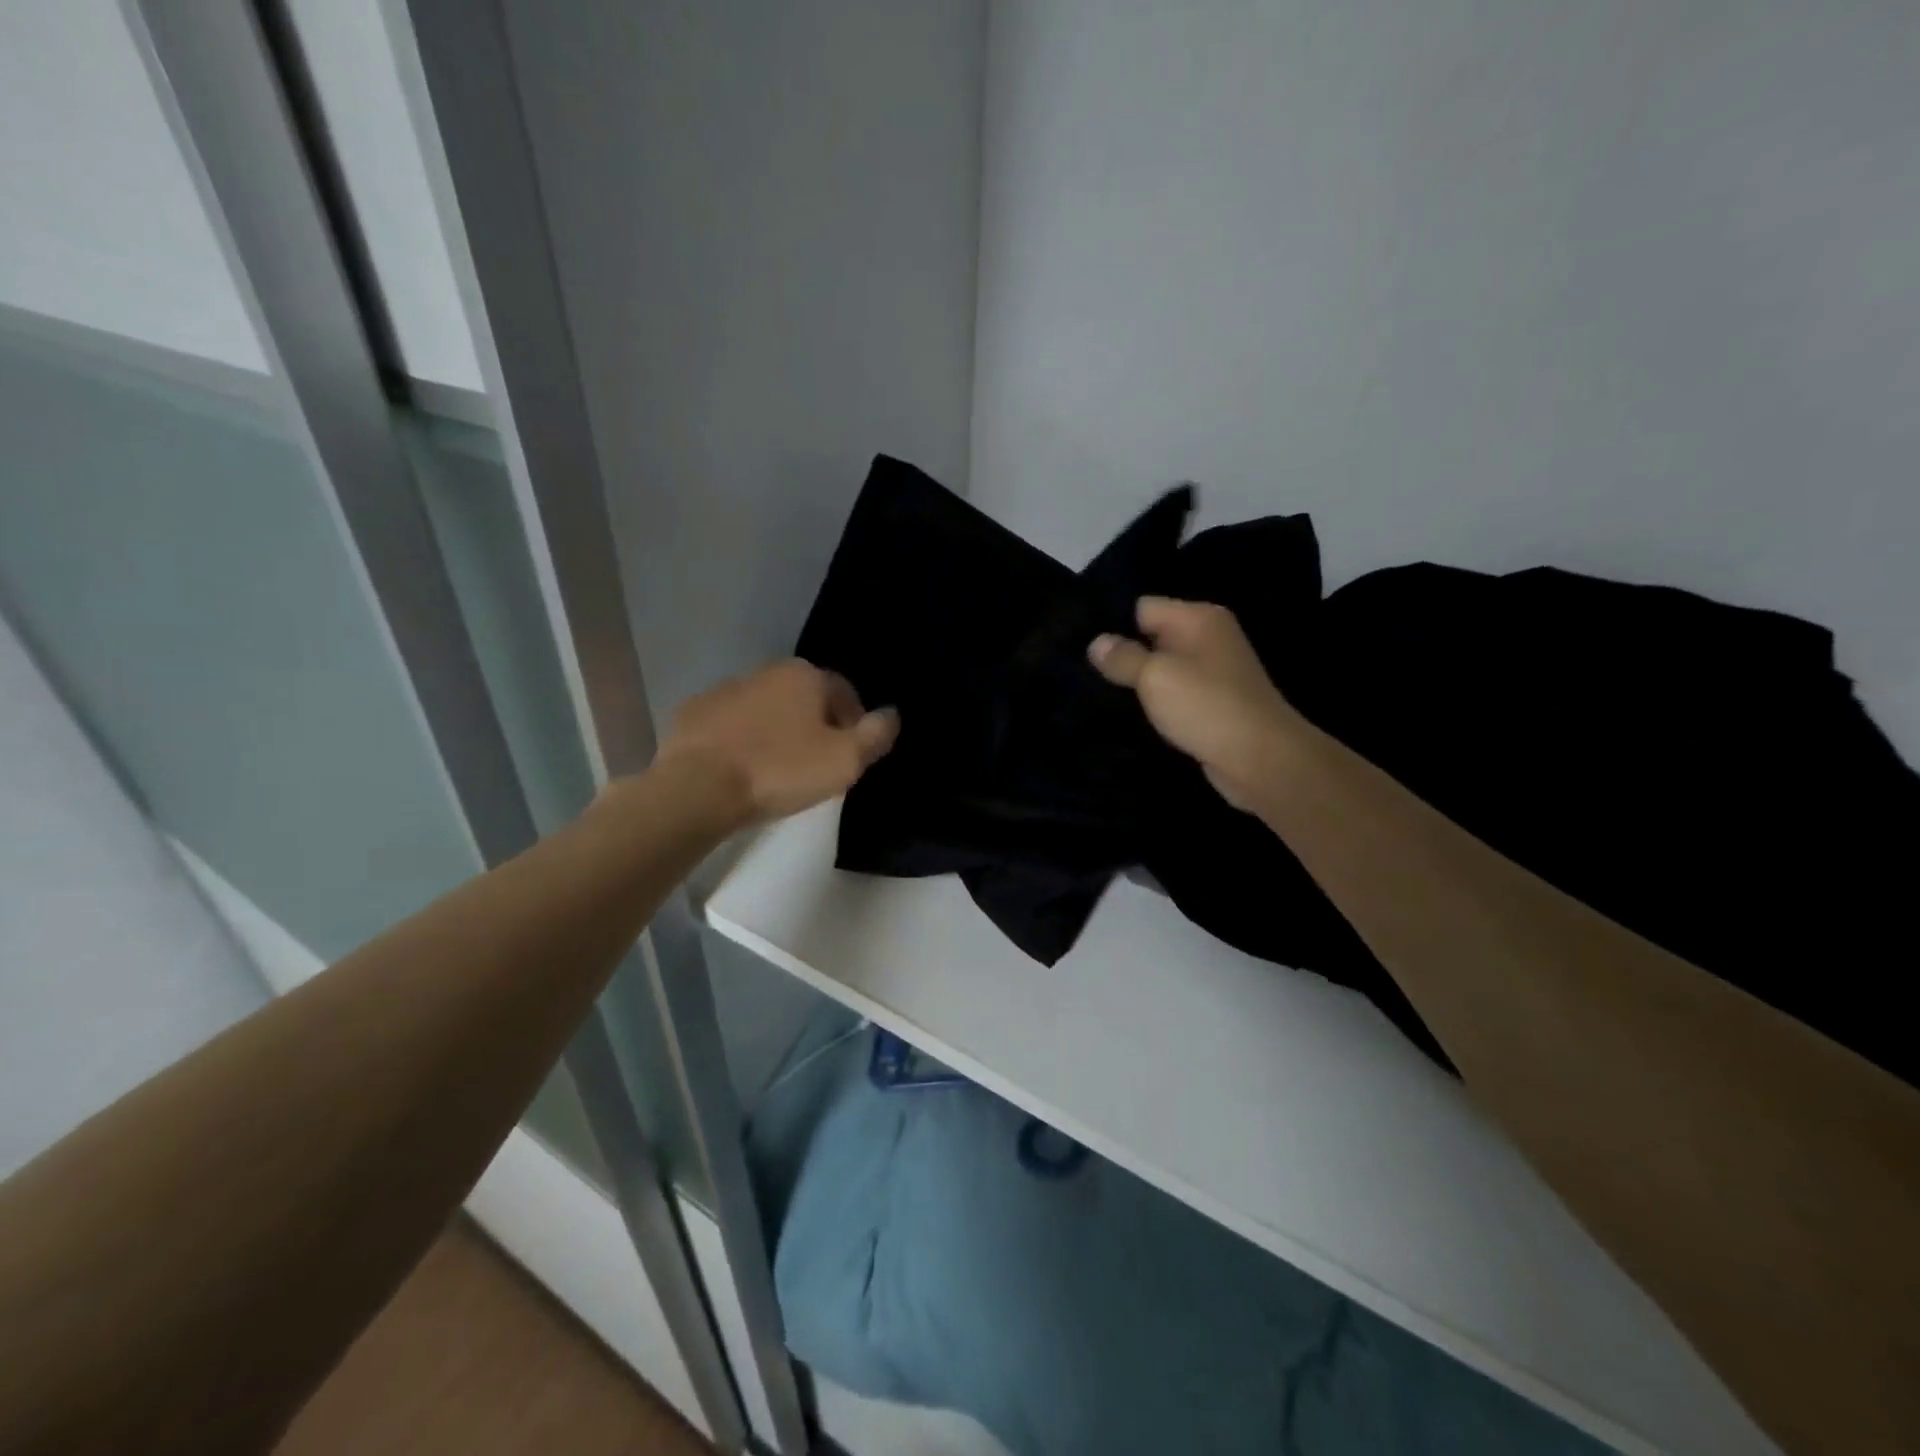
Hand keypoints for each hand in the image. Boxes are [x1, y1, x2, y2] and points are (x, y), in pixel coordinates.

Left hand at [657, 660, 898, 823]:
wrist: (698, 787)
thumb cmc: (780, 770)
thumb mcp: (844, 760)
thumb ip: (875, 734)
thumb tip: (893, 714)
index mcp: (805, 676)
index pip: (844, 692)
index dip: (854, 723)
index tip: (851, 755)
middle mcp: (766, 672)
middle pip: (804, 698)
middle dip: (815, 725)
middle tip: (818, 764)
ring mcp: (725, 690)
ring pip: (766, 709)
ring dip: (777, 731)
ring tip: (778, 770)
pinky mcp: (694, 714)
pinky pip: (731, 725)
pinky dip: (742, 740)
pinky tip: (742, 769)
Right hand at [1089, 598, 1305, 812]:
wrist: (1260, 759)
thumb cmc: (1206, 706)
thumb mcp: (1155, 676)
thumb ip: (1122, 657)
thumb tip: (1095, 642)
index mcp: (1198, 618)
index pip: (1143, 607)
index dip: (1113, 624)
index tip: (1081, 645)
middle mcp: (1208, 637)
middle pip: (1152, 636)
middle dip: (1122, 653)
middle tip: (1083, 672)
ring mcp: (1213, 671)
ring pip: (1162, 667)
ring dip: (1137, 682)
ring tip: (1100, 693)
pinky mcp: (1213, 702)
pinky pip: (1174, 693)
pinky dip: (1156, 702)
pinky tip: (1131, 714)